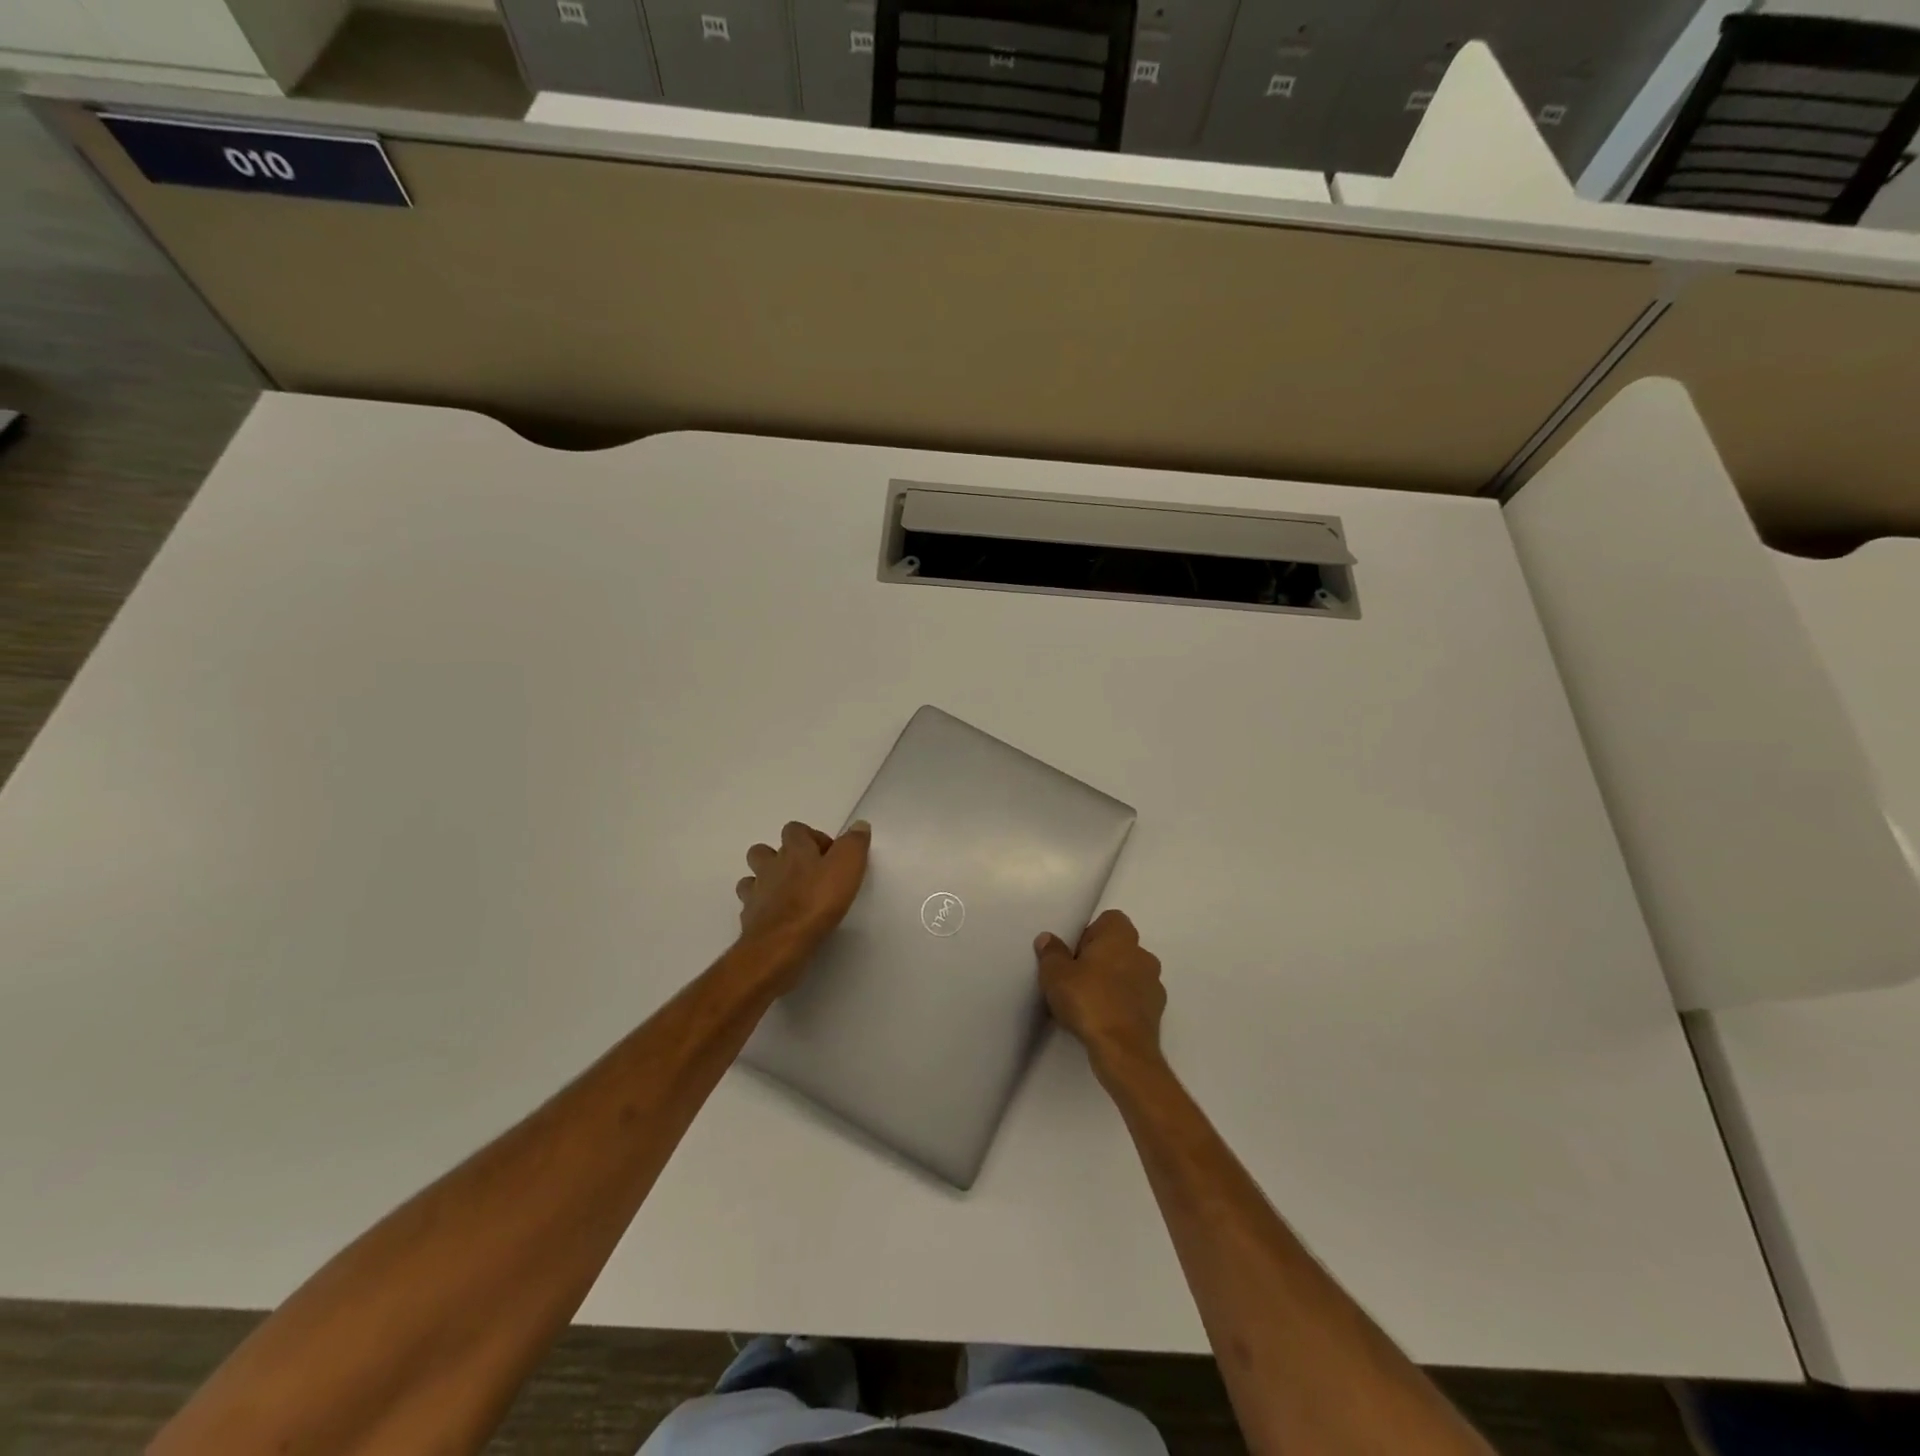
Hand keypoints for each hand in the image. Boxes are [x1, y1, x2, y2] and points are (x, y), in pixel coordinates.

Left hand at [736, 820, 871, 969]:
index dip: (811, 838)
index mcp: (794, 849)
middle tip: (804, 874)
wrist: (781, 944)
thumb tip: (859, 825)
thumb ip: (854, 843)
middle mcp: (770, 866)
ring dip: (766, 881)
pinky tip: (777, 918)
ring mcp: (756, 893)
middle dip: (780, 858)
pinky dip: (761, 909)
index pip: (795, 830)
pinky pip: (751, 907)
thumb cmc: (817, 901)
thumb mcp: (847, 866)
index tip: (828, 856)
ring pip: (752, 878)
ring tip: (786, 895)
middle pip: (764, 850)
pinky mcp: (749, 919)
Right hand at [1036, 909, 1164, 1077]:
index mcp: (1120, 936)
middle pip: (1120, 946)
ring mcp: (1154, 983)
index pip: (1110, 920)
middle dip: (1101, 958)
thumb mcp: (1055, 974)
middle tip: (1077, 978)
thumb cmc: (1088, 1000)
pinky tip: (1104, 1019)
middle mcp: (1142, 954)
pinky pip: (1136, 998)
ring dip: (1113, 981)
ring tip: (1089, 1002)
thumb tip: (1047, 938)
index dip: (1090, 933)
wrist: (1122, 1049)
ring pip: (1130, 973)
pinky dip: (1123, 1003)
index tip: (1074, 954)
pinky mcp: (1157, 1011)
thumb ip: (1051, 953)